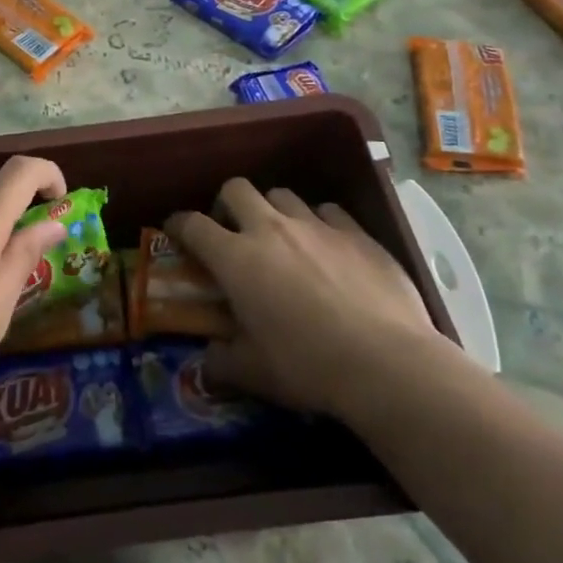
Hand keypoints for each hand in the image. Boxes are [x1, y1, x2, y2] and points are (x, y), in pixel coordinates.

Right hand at [166, 179, 449, 419]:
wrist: (387, 364)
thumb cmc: (307, 366)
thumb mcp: (253, 373)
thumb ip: (221, 361)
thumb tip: (208, 360)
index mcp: (236, 258)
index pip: (193, 224)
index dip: (178, 224)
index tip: (175, 231)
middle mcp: (271, 229)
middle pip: (236, 189)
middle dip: (225, 204)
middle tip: (231, 231)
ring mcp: (317, 226)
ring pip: (282, 194)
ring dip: (272, 211)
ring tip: (281, 238)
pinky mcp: (358, 233)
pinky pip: (328, 211)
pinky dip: (319, 223)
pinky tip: (327, 247)